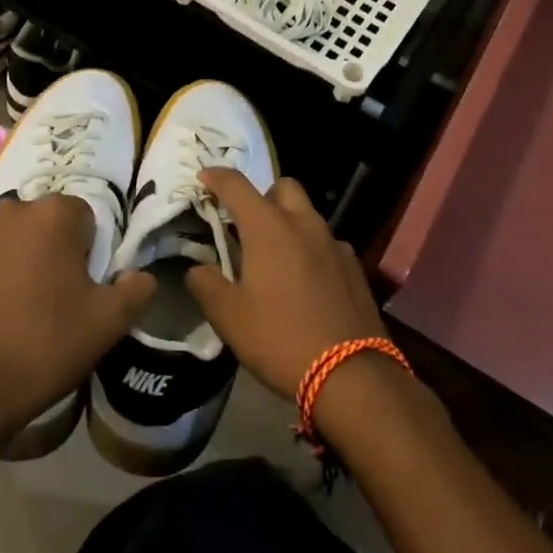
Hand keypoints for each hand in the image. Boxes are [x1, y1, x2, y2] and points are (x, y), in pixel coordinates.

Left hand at [0, 195, 153, 449]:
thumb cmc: (47, 345)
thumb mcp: (109, 323)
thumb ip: (136, 289)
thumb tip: (139, 276)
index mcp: (53, 214)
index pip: (84, 217)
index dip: (89, 251)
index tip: (84, 285)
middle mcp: (11, 209)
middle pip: (45, 222)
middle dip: (53, 248)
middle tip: (56, 295)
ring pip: (12, 236)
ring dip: (20, 256)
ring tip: (21, 303)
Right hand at [183, 169, 385, 401]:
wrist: (351, 375)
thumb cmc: (280, 338)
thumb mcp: (228, 317)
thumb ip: (206, 285)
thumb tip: (197, 269)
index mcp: (268, 227)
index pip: (236, 185)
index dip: (216, 177)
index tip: (203, 179)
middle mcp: (303, 223)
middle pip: (282, 187)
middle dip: (262, 196)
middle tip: (245, 224)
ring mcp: (334, 243)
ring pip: (307, 215)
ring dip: (288, 223)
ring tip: (274, 257)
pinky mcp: (354, 267)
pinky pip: (326, 243)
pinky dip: (310, 249)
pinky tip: (305, 281)